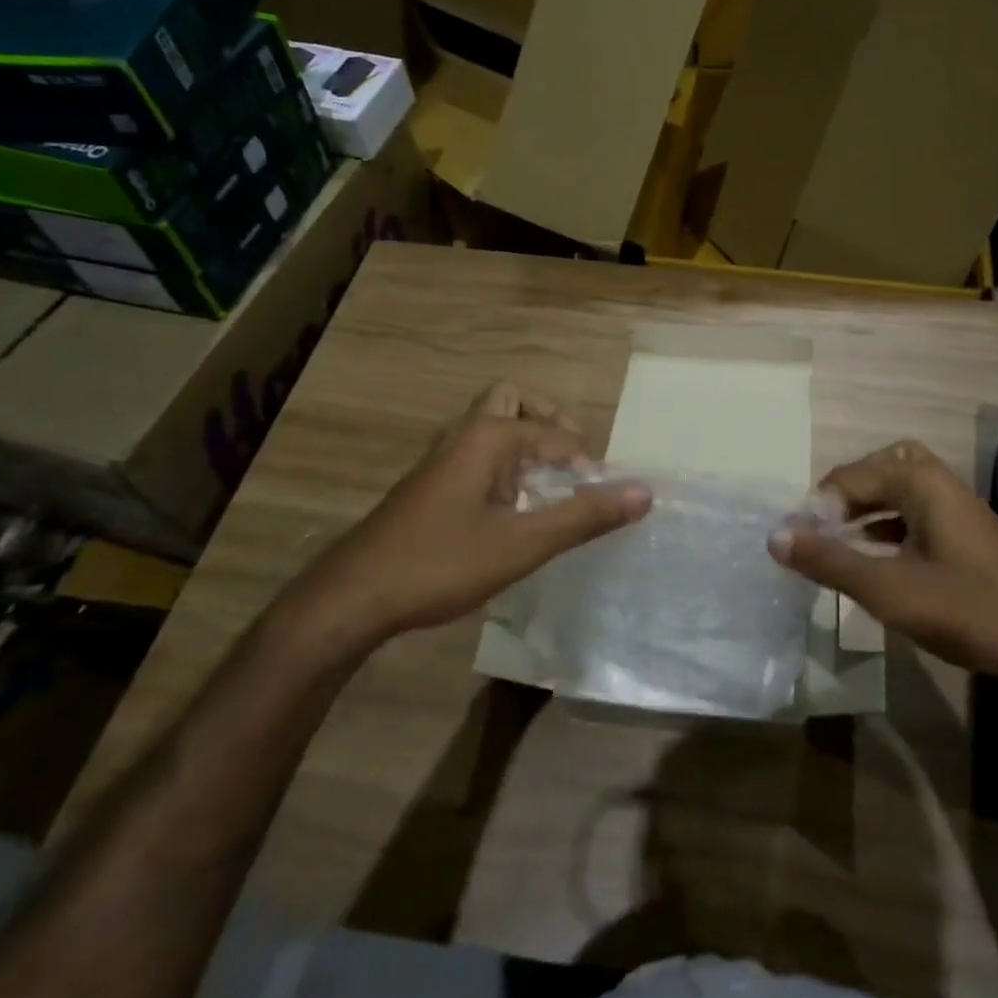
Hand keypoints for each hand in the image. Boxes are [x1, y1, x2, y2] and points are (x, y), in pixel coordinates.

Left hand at [292, 384, 650, 647]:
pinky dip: (506, 462)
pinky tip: (513, 507)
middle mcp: (464, 434)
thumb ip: (584, 516)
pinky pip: (479, 452)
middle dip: (549, 421)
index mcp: (488, 436)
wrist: (354, 597)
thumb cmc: (441, 563)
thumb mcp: (523, 544)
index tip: (605, 495)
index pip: (555, 433)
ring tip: (550, 482)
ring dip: (526, 441)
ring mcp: (442, 457)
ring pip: (492, 425)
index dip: (587, 461)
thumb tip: (644, 492)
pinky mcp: (431, 482)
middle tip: (572, 460)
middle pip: (513, 399)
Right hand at [769, 440, 997, 689]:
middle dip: (847, 493)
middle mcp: (941, 484)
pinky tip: (879, 562)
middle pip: (881, 469)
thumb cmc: (968, 610)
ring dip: (868, 511)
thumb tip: (775, 536)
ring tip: (840, 543)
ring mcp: (959, 511)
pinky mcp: (969, 538)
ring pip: (902, 493)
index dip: (819, 505)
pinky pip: (918, 516)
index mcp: (922, 482)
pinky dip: (891, 529)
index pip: (852, 476)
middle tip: (823, 527)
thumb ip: (830, 561)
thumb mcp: (888, 589)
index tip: (799, 542)